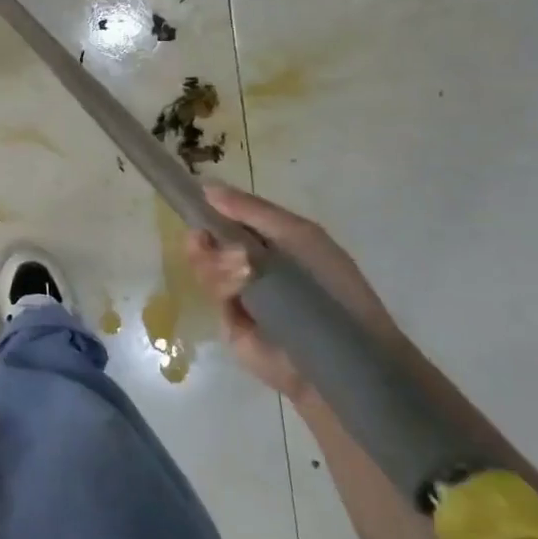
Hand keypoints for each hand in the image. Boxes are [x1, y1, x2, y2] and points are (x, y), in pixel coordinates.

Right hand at [183, 181, 407, 403]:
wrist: (341, 351)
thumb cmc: (330, 284)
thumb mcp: (297, 234)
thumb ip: (253, 210)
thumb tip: (206, 187)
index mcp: (270, 240)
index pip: (230, 217)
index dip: (212, 208)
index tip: (196, 199)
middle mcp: (248, 263)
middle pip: (209, 239)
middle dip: (204, 234)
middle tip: (202, 236)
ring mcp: (236, 292)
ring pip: (204, 264)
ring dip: (216, 260)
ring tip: (240, 269)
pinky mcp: (225, 320)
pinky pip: (210, 292)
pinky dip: (220, 283)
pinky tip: (237, 286)